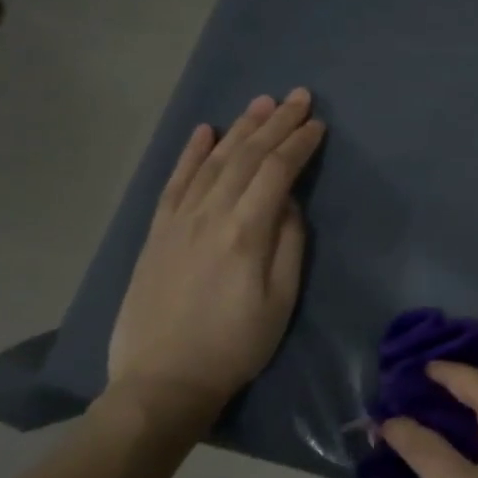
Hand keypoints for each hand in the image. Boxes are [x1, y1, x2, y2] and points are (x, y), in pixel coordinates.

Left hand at [108, 90, 324, 417]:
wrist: (162, 380)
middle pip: (246, 157)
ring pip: (213, 162)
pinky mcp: (157, 233)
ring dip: (239, 129)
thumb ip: (288, 244)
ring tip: (261, 103)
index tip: (319, 124)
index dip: (300, 145)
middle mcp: (209, 215)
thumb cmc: (235, 345)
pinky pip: (175, 182)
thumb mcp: (280, 301)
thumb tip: (287, 203)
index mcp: (245, 232)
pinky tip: (204, 132)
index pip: (277, 172)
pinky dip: (191, 154)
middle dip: (276, 123)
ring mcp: (178, 221)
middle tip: (298, 96)